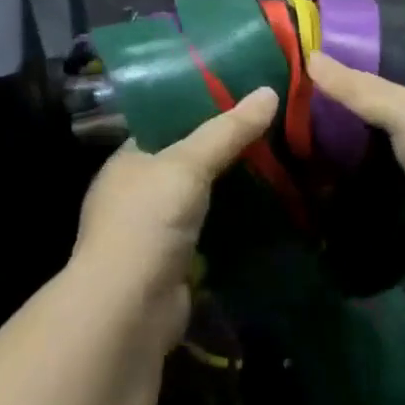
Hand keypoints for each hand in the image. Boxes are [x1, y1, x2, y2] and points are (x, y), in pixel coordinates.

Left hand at [72, 86, 276, 341]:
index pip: (166, 123)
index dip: (201, 108)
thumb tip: (270, 91)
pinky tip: (266, 212)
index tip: (242, 96)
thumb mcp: (188, 165)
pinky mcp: (173, 265)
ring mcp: (153, 232)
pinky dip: (232, 225)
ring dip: (231, 189)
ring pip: (201, 199)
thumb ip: (228, 131)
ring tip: (277, 164)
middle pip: (187, 161)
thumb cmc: (147, 222)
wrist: (127, 314)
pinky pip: (209, 234)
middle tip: (270, 130)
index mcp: (128, 160)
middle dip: (224, 151)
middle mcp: (136, 192)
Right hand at [305, 52, 404, 285]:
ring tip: (288, 133)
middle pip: (373, 112)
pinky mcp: (404, 203)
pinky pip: (367, 185)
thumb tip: (309, 56)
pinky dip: (343, 182)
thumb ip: (356, 87)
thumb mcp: (404, 108)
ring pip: (367, 150)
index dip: (353, 64)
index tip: (310, 61)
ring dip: (337, 148)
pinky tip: (307, 173)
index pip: (388, 71)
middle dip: (338, 109)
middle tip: (289, 99)